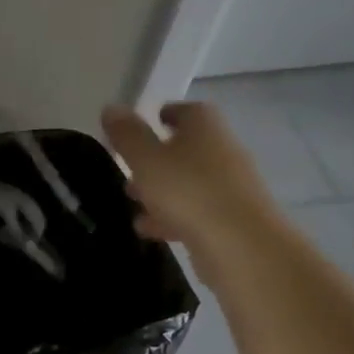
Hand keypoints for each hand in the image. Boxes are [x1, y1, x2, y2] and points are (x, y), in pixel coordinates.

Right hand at [101, 102, 283, 270]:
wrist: (242, 246)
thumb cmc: (188, 191)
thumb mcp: (146, 159)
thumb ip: (127, 135)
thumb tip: (111, 107)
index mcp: (205, 130)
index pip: (189, 111)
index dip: (167, 114)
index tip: (145, 122)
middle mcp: (223, 153)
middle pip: (189, 148)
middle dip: (158, 156)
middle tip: (129, 167)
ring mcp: (230, 188)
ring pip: (190, 182)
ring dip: (162, 189)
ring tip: (132, 201)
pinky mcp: (230, 220)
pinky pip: (195, 210)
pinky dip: (172, 216)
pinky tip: (149, 229)